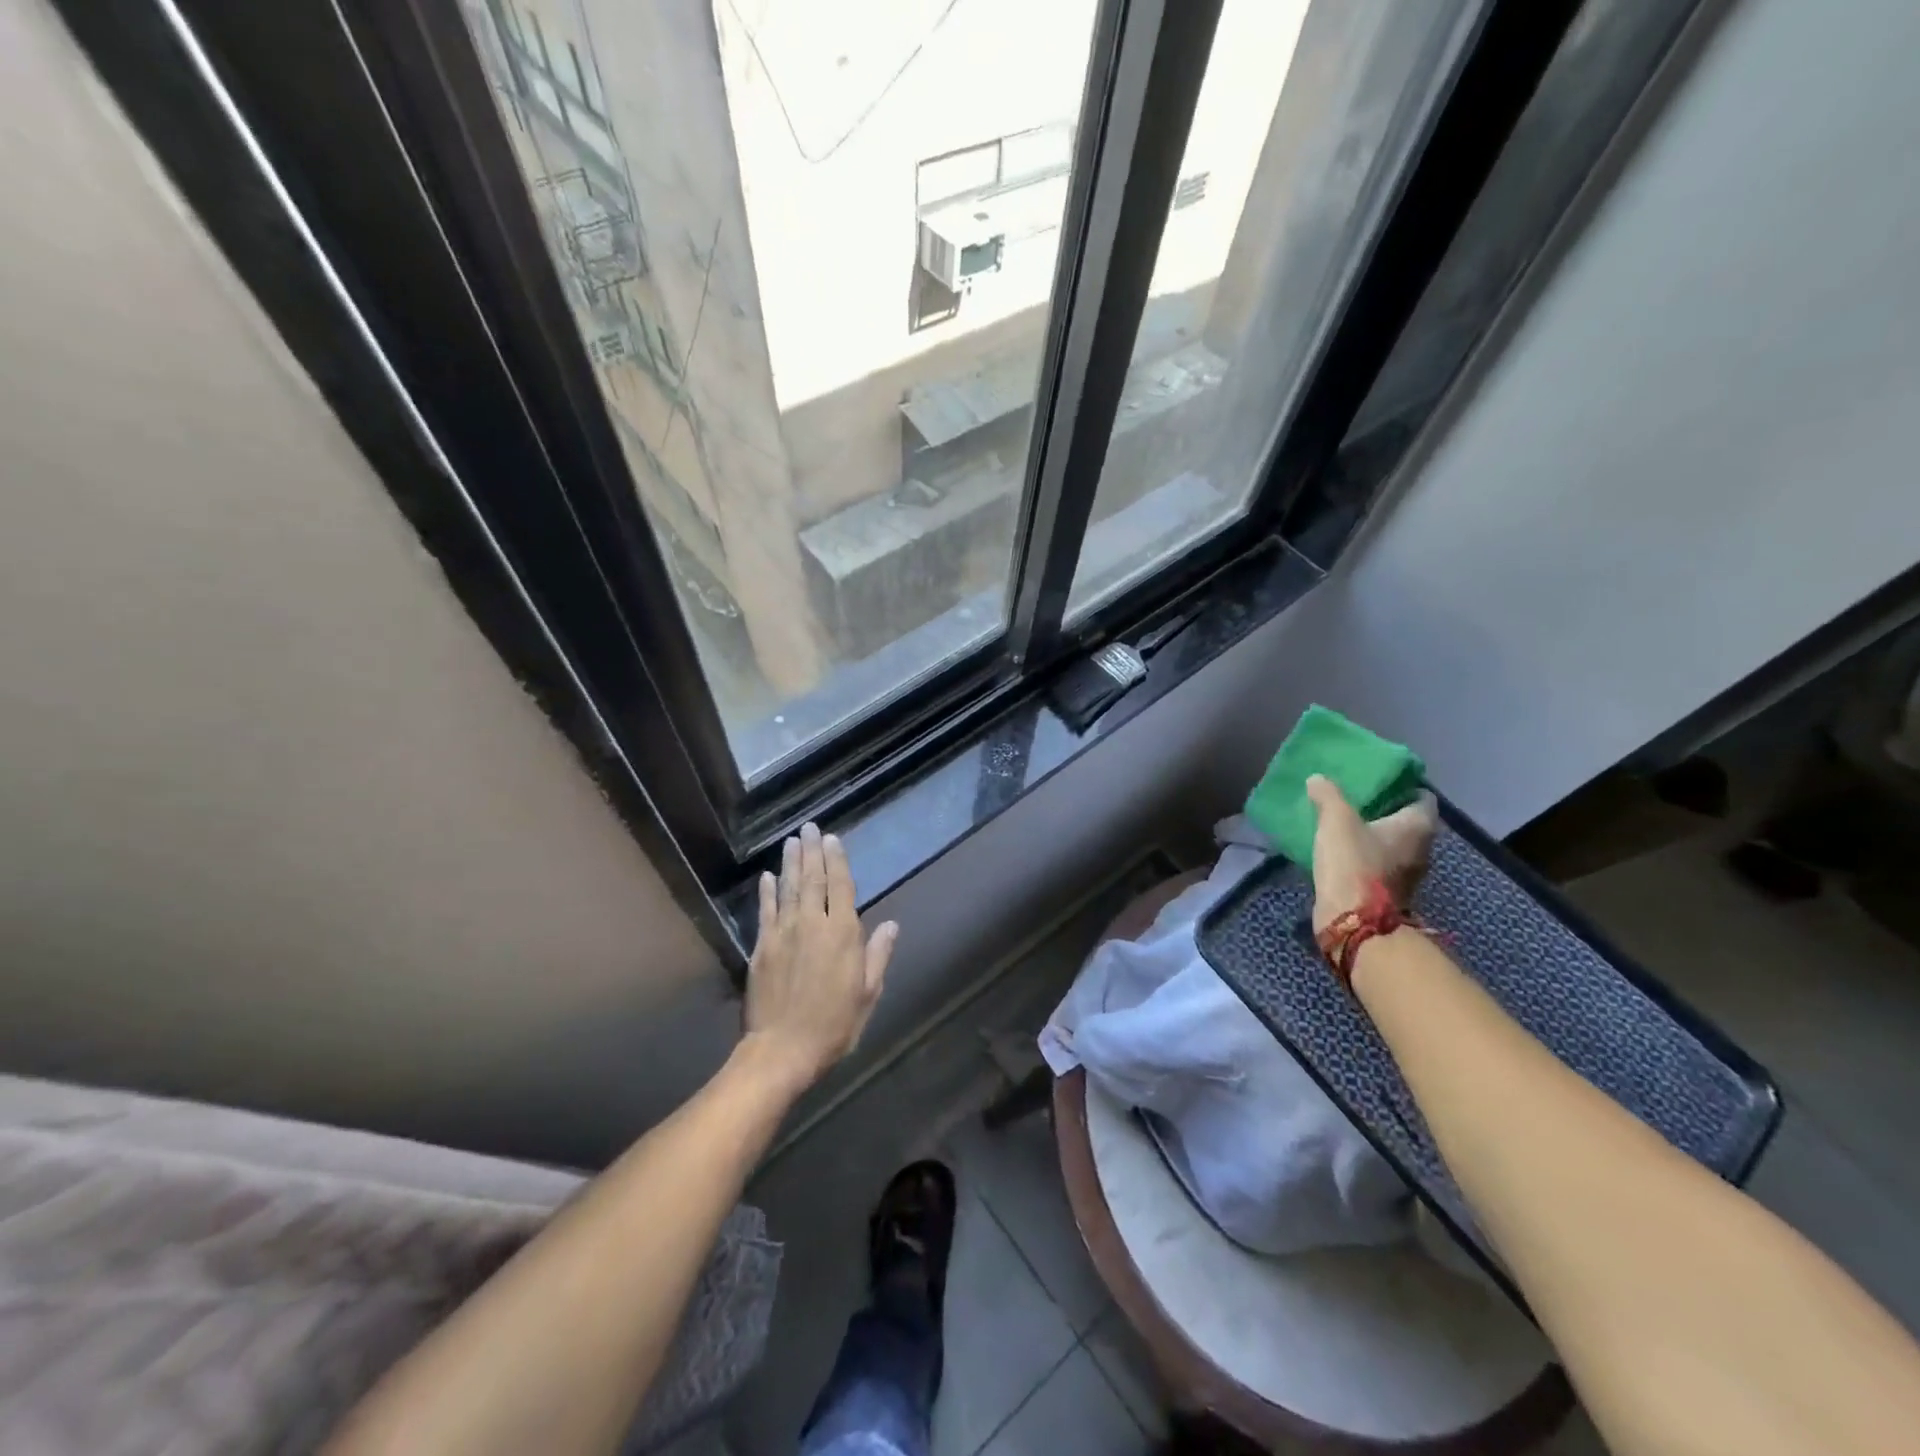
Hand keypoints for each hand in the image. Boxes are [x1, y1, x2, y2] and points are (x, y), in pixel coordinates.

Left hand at [742, 823, 896, 1091]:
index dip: (837, 860)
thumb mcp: (867, 993)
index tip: (832, 839)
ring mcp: (783, 933)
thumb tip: (891, 925)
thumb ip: (877, 955)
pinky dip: (767, 891)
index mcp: (842, 934)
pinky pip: (765, 911)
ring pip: (788, 889)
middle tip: (809, 828)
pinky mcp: (761, 947)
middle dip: (812, 852)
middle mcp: (812, 924)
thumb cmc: (834, 1025)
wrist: (782, 1050)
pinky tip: (768, 876)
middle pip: (813, 880)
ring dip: (791, 863)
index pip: (840, 886)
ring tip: (792, 841)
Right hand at [1305, 776, 1437, 933]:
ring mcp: (1409, 875)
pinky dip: (1366, 857)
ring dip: (1374, 836)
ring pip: (1394, 845)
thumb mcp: (1336, 820)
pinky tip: (1342, 852)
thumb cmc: (1354, 862)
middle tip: (1356, 800)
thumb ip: (1328, 795)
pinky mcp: (1391, 893)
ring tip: (1344, 825)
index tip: (1377, 784)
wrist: (1353, 920)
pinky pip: (1381, 865)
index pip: (1422, 797)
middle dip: (1385, 811)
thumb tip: (1318, 779)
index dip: (1402, 787)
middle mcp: (1423, 849)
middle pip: (1408, 822)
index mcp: (1418, 826)